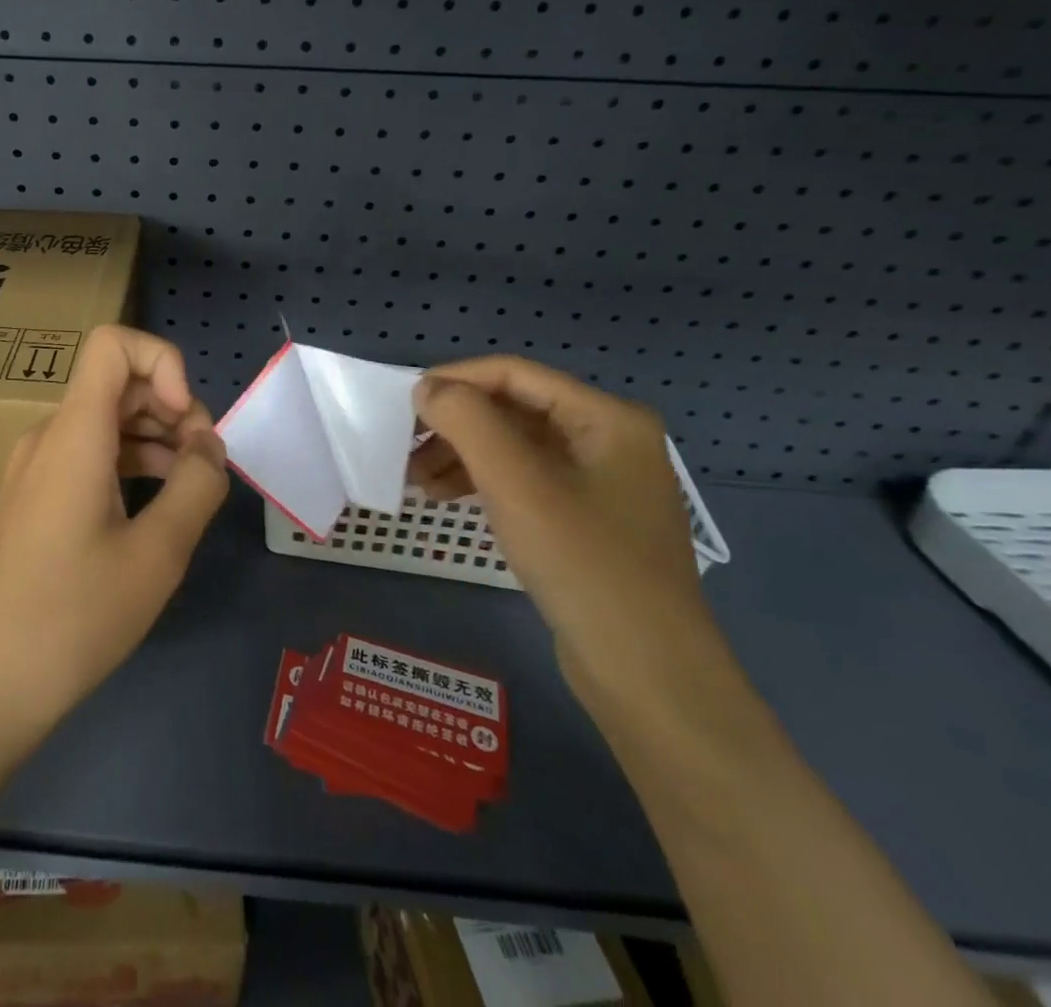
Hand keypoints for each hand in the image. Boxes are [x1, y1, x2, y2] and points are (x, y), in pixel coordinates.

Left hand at [0, 325, 228, 762]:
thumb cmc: (70, 619)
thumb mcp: (156, 555)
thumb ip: (197, 487)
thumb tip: (211, 446)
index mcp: (74, 434)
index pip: (113, 343)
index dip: (163, 362)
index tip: (187, 421)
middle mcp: (49, 436)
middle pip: (117, 384)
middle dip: (172, 409)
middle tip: (206, 468)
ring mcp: (35, 468)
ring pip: (106, 422)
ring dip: (156, 438)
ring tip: (191, 489)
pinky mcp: (33, 499)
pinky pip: (88, 456)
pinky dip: (130, 464)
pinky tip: (156, 508)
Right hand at [410, 356, 730, 724]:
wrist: (647, 675)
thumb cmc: (584, 564)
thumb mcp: (517, 484)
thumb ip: (468, 422)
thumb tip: (426, 388)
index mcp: (606, 417)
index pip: (514, 374)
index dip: (455, 380)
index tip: (402, 402)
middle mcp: (607, 438)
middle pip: (512, 410)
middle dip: (454, 425)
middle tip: (403, 447)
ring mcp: (598, 481)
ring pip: (513, 447)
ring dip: (460, 455)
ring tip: (414, 479)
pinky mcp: (584, 518)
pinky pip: (522, 481)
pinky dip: (481, 482)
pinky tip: (444, 498)